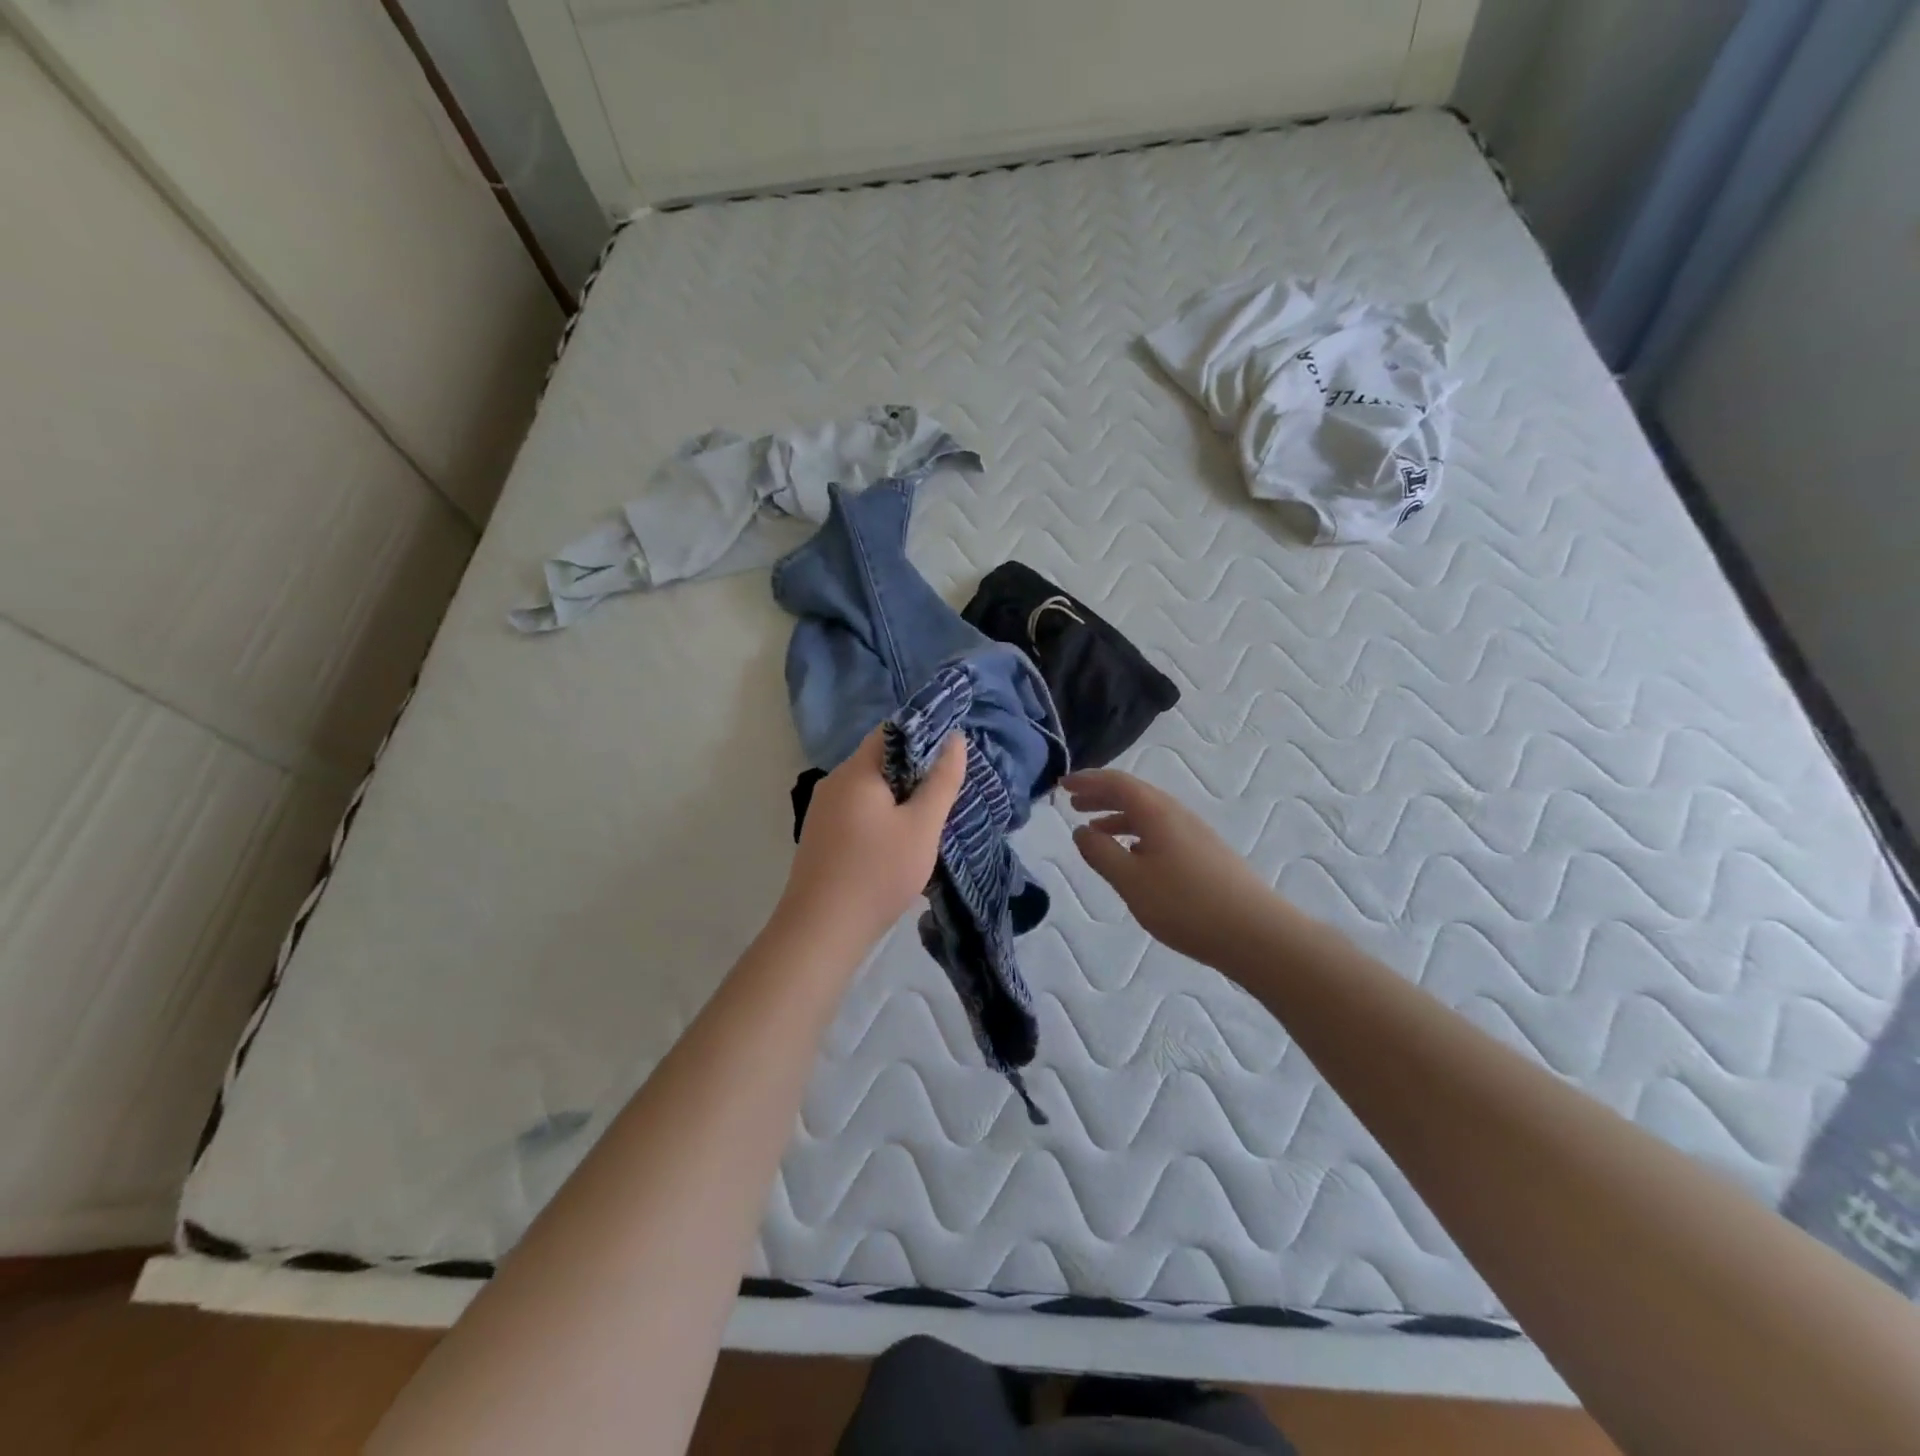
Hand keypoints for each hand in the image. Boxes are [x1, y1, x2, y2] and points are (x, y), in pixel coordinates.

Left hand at [777, 726, 966, 957]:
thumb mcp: (922, 826)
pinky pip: (856, 812)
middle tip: (947, 790)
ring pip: (868, 790)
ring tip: (929, 818)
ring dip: (898, 798)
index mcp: (855, 771)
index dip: (923, 736)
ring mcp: (822, 811)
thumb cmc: (878, 873)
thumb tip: (955, 739)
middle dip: (914, 772)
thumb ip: (941, 781)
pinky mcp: (820, 837)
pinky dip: (880, 817)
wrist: (821, 930)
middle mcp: (833, 783)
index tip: (951, 756)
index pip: (890, 732)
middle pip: (879, 761)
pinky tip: (898, 842)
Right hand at [1064, 769, 1293, 969]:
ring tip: (1094, 831)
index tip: (1062, 785)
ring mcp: (1195, 834)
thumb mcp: (1131, 881)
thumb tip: (1081, 831)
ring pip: (1148, 814)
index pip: (1117, 782)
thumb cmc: (1186, 905)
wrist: (1256, 934)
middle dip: (1100, 796)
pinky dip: (1137, 834)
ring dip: (1118, 817)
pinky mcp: (1205, 854)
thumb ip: (1101, 853)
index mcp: (1157, 812)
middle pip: (1134, 794)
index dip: (1087, 780)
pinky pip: (1161, 831)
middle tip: (1072, 804)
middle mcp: (1177, 814)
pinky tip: (1132, 856)